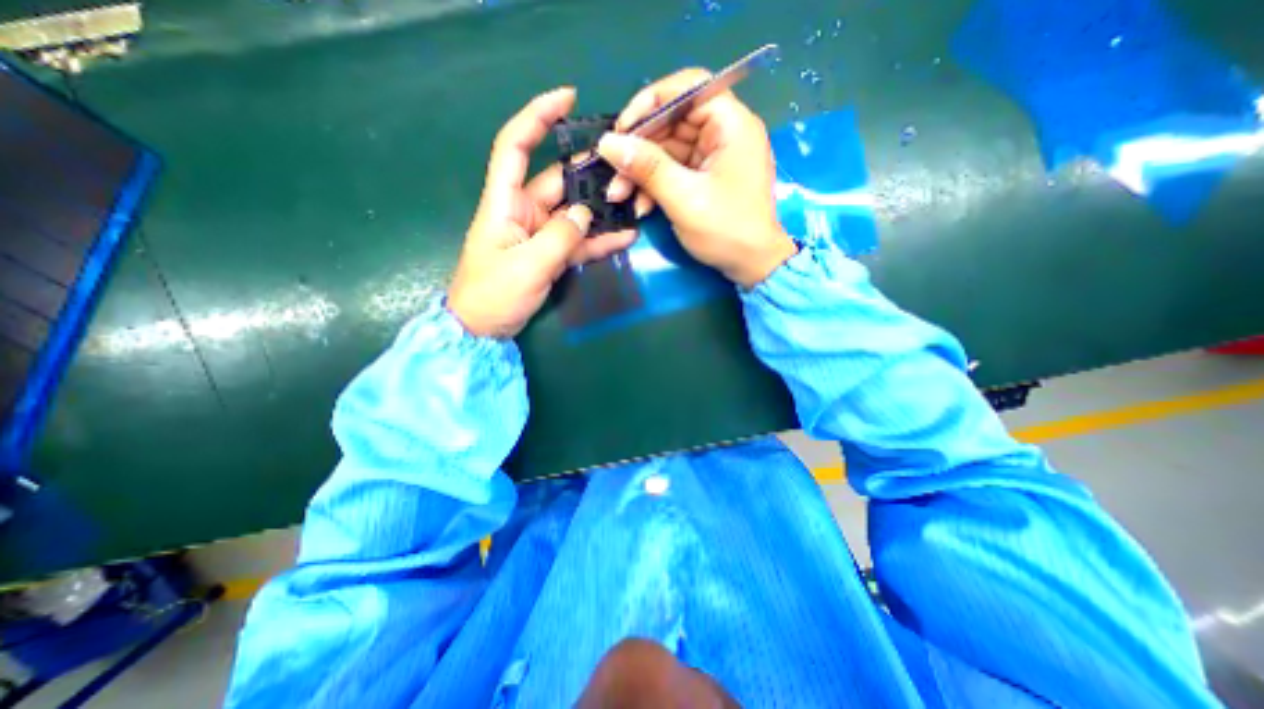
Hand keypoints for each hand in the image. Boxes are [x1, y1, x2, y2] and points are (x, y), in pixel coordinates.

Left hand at [449, 86, 637, 337]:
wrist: (483, 330)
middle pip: (558, 181)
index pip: (515, 146)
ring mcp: (540, 234)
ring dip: (600, 211)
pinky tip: (624, 237)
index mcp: (505, 202)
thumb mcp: (527, 265)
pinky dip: (599, 240)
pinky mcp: (551, 255)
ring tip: (632, 205)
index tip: (568, 98)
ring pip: (574, 213)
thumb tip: (584, 214)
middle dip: (589, 174)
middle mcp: (524, 211)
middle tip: (625, 172)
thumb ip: (560, 237)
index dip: (537, 117)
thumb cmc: (492, 295)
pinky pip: (578, 242)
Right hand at [599, 66, 791, 288]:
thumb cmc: (725, 230)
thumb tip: (607, 142)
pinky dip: (655, 186)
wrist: (751, 265)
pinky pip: (674, 170)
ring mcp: (714, 157)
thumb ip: (646, 167)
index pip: (688, 87)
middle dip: (639, 149)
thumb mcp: (683, 198)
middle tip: (613, 173)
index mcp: (731, 124)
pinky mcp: (706, 177)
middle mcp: (724, 132)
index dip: (650, 102)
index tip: (622, 129)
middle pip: (673, 122)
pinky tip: (641, 207)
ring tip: (619, 196)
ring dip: (641, 172)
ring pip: (668, 150)